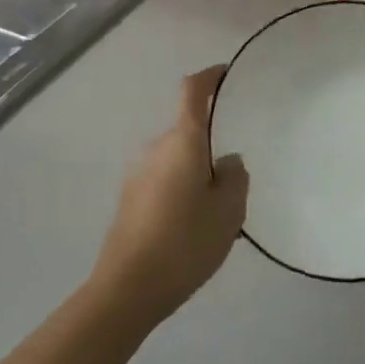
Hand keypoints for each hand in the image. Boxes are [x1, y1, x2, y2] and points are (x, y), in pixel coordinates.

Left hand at [90, 66, 249, 330]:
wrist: (127, 289)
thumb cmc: (184, 242)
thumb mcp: (229, 210)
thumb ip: (235, 176)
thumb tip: (225, 162)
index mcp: (182, 141)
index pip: (192, 91)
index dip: (210, 77)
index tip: (227, 75)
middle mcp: (156, 148)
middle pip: (189, 131)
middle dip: (212, 144)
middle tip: (237, 176)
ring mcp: (138, 173)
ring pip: (177, 159)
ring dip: (196, 171)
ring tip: (218, 207)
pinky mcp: (129, 199)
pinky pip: (164, 180)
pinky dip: (181, 189)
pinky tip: (193, 225)